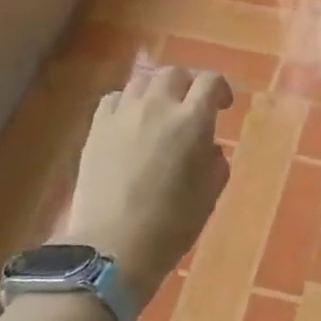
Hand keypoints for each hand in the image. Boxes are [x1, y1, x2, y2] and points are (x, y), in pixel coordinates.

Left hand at [54, 65, 232, 298]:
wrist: (112, 247)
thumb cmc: (171, 225)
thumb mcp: (210, 194)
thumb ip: (216, 160)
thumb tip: (209, 146)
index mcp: (192, 121)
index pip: (210, 81)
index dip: (221, 88)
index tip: (223, 106)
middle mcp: (158, 107)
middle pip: (175, 74)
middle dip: (188, 85)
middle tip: (192, 106)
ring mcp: (123, 114)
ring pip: (143, 81)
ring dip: (157, 90)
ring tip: (160, 110)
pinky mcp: (96, 128)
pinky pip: (115, 98)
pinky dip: (128, 101)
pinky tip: (131, 120)